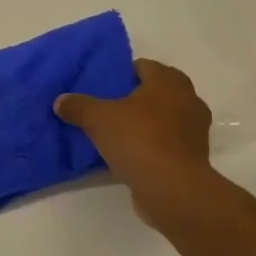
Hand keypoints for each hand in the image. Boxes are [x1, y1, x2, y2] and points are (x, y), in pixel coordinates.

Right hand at [55, 58, 232, 236]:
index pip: (142, 66)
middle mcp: (188, 99)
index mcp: (169, 80)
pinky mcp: (193, 156)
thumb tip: (60, 101)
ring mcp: (195, 129)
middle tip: (105, 108)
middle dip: (132, 99)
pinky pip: (167, 142)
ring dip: (144, 123)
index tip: (101, 86)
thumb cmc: (139, 139)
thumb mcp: (97, 119)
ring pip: (162, 118)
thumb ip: (78, 106)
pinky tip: (130, 154)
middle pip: (154, 92)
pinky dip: (152, 145)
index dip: (120, 74)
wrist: (173, 189)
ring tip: (116, 133)